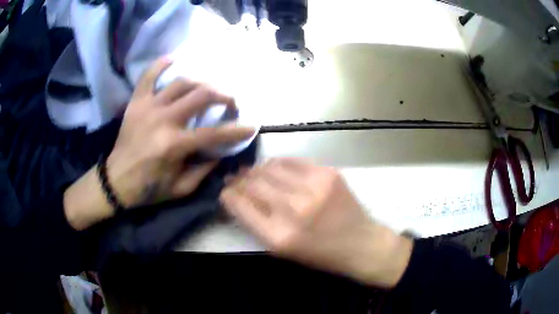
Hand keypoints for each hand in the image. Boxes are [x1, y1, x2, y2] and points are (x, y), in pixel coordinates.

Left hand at [107, 58, 254, 206]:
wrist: (116, 181)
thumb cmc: (149, 188)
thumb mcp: (181, 188)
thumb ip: (204, 170)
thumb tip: (221, 151)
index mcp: (174, 145)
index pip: (214, 133)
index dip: (236, 130)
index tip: (251, 126)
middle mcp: (163, 120)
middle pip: (202, 95)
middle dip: (224, 96)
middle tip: (231, 101)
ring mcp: (148, 107)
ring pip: (182, 82)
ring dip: (201, 82)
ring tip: (209, 88)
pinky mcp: (136, 102)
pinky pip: (148, 76)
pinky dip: (161, 64)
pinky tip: (173, 59)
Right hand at [220, 158, 412, 286]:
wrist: (361, 243)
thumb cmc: (320, 253)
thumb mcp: (283, 249)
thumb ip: (257, 223)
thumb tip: (238, 197)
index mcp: (278, 236)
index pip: (239, 205)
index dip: (228, 194)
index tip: (225, 190)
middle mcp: (293, 209)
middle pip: (252, 183)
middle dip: (239, 179)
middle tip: (235, 178)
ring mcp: (313, 187)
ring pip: (270, 167)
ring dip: (257, 169)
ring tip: (254, 172)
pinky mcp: (327, 173)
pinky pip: (293, 160)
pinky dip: (279, 163)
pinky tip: (276, 168)